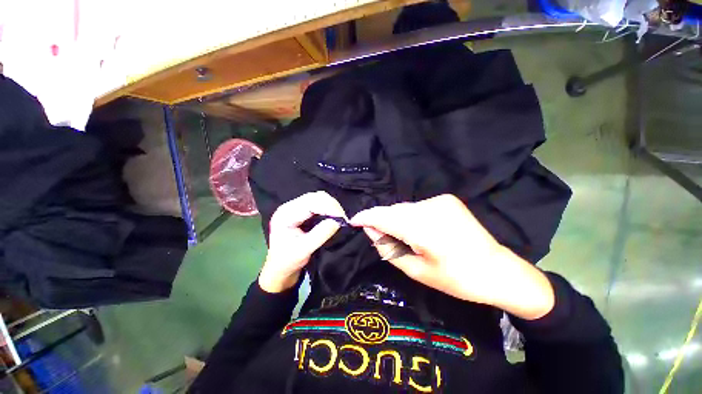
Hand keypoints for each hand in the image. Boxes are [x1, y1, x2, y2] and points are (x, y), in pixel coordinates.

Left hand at [259, 191, 345, 292]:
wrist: (279, 268)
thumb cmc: (287, 261)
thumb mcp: (303, 250)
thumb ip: (320, 234)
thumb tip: (337, 221)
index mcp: (286, 214)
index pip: (311, 203)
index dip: (329, 207)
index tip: (343, 219)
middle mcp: (290, 206)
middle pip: (315, 197)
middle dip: (332, 206)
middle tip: (343, 219)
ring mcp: (295, 207)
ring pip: (318, 198)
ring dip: (331, 206)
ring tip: (340, 218)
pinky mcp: (302, 211)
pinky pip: (318, 203)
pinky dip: (329, 208)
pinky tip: (334, 216)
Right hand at [350, 195, 553, 319]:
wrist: (497, 270)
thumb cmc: (456, 279)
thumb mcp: (416, 271)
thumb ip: (388, 248)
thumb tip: (370, 230)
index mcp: (423, 229)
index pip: (384, 216)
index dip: (366, 217)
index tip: (353, 221)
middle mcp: (430, 208)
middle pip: (393, 210)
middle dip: (381, 220)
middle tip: (378, 235)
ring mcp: (440, 201)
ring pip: (404, 208)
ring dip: (396, 219)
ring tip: (400, 235)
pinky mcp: (447, 199)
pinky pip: (417, 207)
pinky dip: (410, 216)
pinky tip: (417, 229)